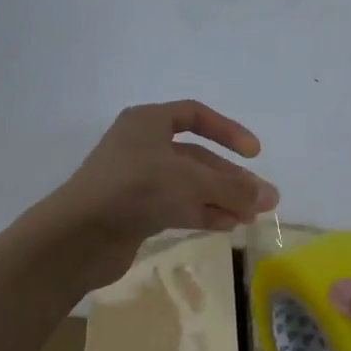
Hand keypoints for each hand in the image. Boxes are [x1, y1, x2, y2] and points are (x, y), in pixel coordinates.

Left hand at [44, 100, 278, 287]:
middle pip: (196, 157)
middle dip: (230, 178)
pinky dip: (202, 214)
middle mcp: (141, 147)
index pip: (195, 115)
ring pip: (188, 185)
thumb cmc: (136, 190)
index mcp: (148, 122)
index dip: (228, 131)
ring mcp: (137, 181)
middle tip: (264, 200)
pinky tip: (227, 226)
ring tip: (251, 218)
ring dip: (221, 199)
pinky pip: (176, 206)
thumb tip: (271, 197)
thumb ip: (233, 189)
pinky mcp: (134, 212)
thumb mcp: (191, 183)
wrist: (80, 235)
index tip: (254, 154)